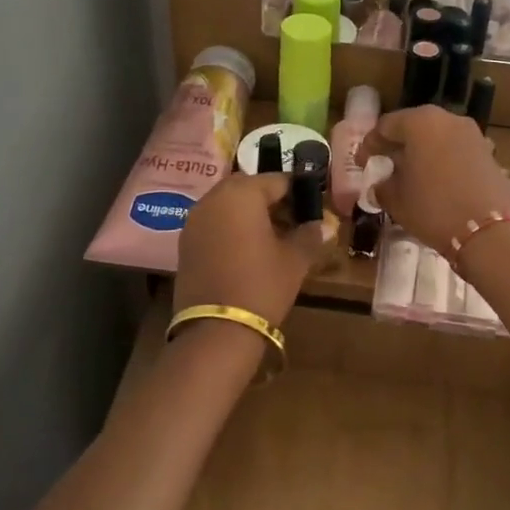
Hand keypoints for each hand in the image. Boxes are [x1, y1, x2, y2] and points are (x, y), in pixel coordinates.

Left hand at [174, 173, 336, 336]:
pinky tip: (248, 248)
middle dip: (270, 198)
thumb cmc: (261, 285)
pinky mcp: (185, 242)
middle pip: (248, 187)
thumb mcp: (294, 260)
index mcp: (242, 194)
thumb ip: (310, 236)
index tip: (312, 206)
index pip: (277, 180)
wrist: (216, 330)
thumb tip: (324, 225)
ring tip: (272, 235)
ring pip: (227, 204)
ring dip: (249, 212)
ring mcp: (195, 220)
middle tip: (292, 219)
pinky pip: (213, 222)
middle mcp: (214, 198)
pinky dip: (231, 227)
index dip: (298, 191)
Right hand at [357, 106, 509, 253]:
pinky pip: (455, 150)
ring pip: (437, 137)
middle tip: (385, 165)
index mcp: (420, 122)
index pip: (385, 126)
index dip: (370, 145)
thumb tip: (380, 185)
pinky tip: (436, 182)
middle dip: (397, 145)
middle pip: (413, 127)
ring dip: (421, 152)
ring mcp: (472, 134)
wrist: (490, 232)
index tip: (363, 164)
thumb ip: (383, 187)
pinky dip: (441, 160)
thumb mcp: (397, 201)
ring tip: (410, 175)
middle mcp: (447, 119)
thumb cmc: (434, 209)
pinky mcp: (487, 152)